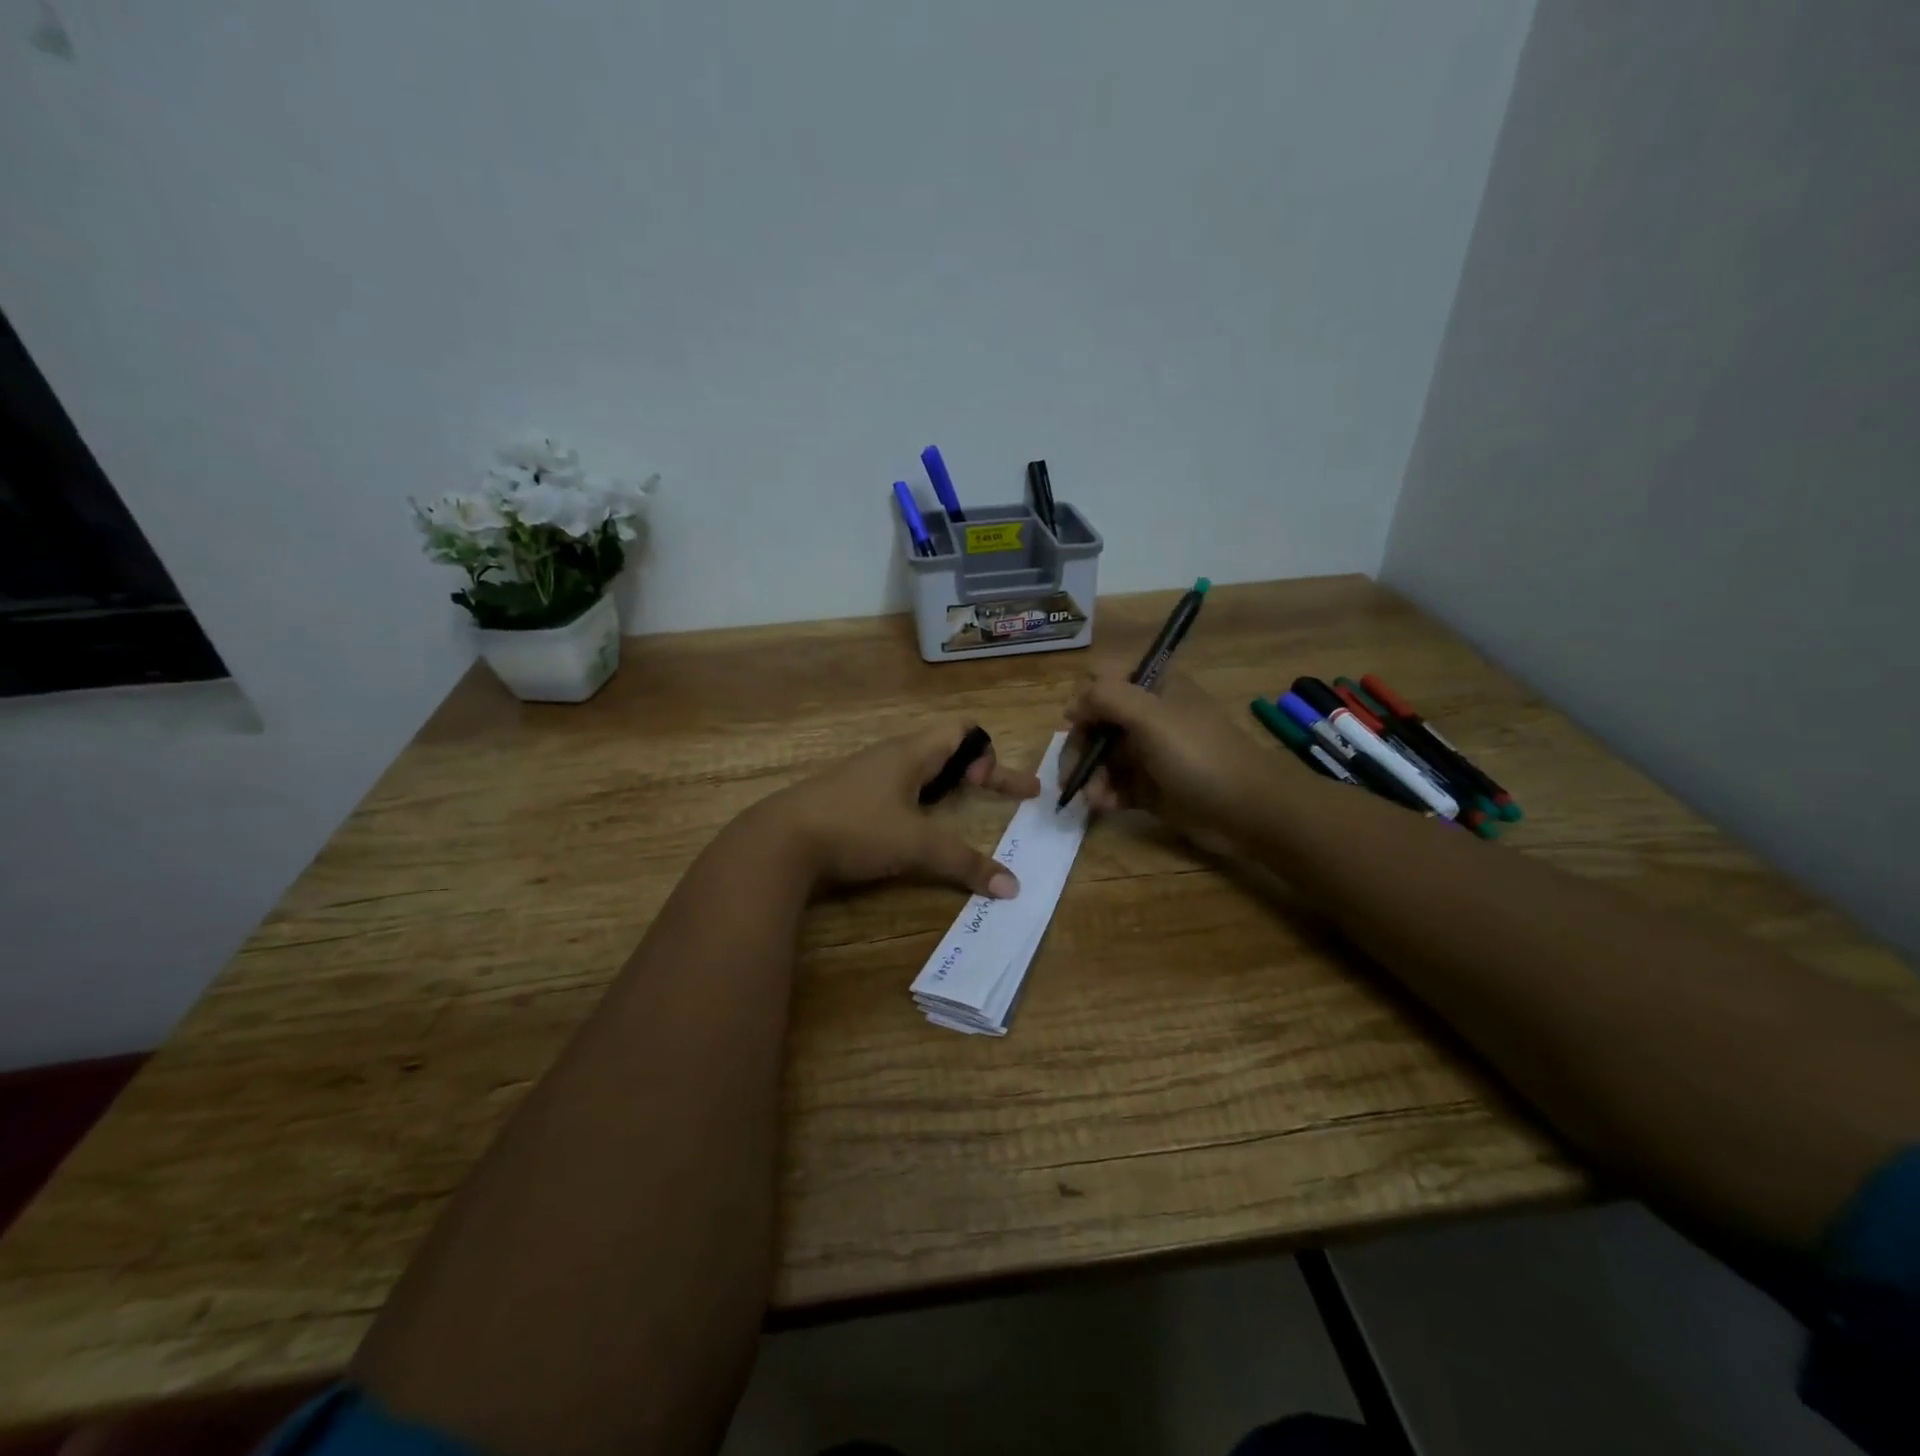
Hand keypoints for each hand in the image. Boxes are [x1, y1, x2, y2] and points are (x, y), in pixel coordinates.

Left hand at [755, 721, 1039, 898]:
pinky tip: (912, 827)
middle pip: (944, 748)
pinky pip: (895, 787)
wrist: (779, 840)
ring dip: (945, 784)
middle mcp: (890, 756)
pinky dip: (918, 800)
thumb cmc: (856, 828)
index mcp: (911, 752)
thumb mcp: (916, 845)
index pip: (963, 731)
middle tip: (994, 793)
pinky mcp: (846, 797)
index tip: (1001, 788)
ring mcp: (864, 775)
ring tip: (958, 808)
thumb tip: (1012, 887)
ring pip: (917, 768)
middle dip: (974, 769)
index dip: (990, 754)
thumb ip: (965, 863)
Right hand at [1063, 665, 1277, 839]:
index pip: (1103, 678)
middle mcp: (1148, 715)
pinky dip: (1105, 795)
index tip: (1077, 724)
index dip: (1085, 699)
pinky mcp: (1150, 786)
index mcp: (1153, 687)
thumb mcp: (1150, 715)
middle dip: (1080, 748)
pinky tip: (1105, 808)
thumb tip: (1073, 707)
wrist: (1246, 810)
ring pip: (1101, 757)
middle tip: (1071, 775)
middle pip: (1095, 721)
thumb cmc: (1198, 754)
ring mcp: (1149, 752)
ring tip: (1094, 799)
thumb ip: (1106, 697)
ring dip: (1090, 776)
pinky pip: (1115, 785)